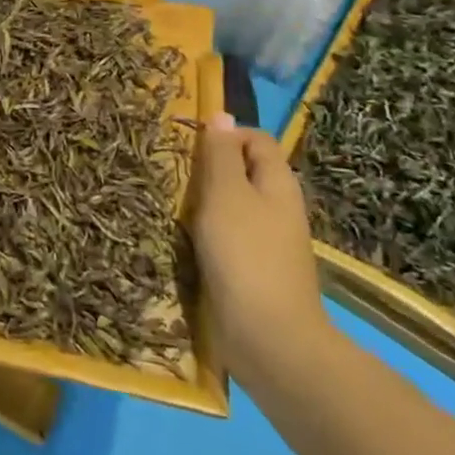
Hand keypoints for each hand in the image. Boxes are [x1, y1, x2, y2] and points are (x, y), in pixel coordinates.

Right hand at [191, 115, 333, 386]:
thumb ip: (220, 154)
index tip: (190, 145)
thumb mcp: (226, 193)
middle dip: (211, 168)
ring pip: (235, 205)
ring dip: (206, 202)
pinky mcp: (256, 271)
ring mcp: (270, 242)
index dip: (226, 134)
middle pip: (245, 171)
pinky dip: (210, 233)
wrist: (270, 339)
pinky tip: (186, 241)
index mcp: (278, 183)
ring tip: (174, 206)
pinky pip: (231, 237)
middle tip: (175, 175)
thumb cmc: (245, 255)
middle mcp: (279, 208)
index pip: (257, 138)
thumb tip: (222, 115)